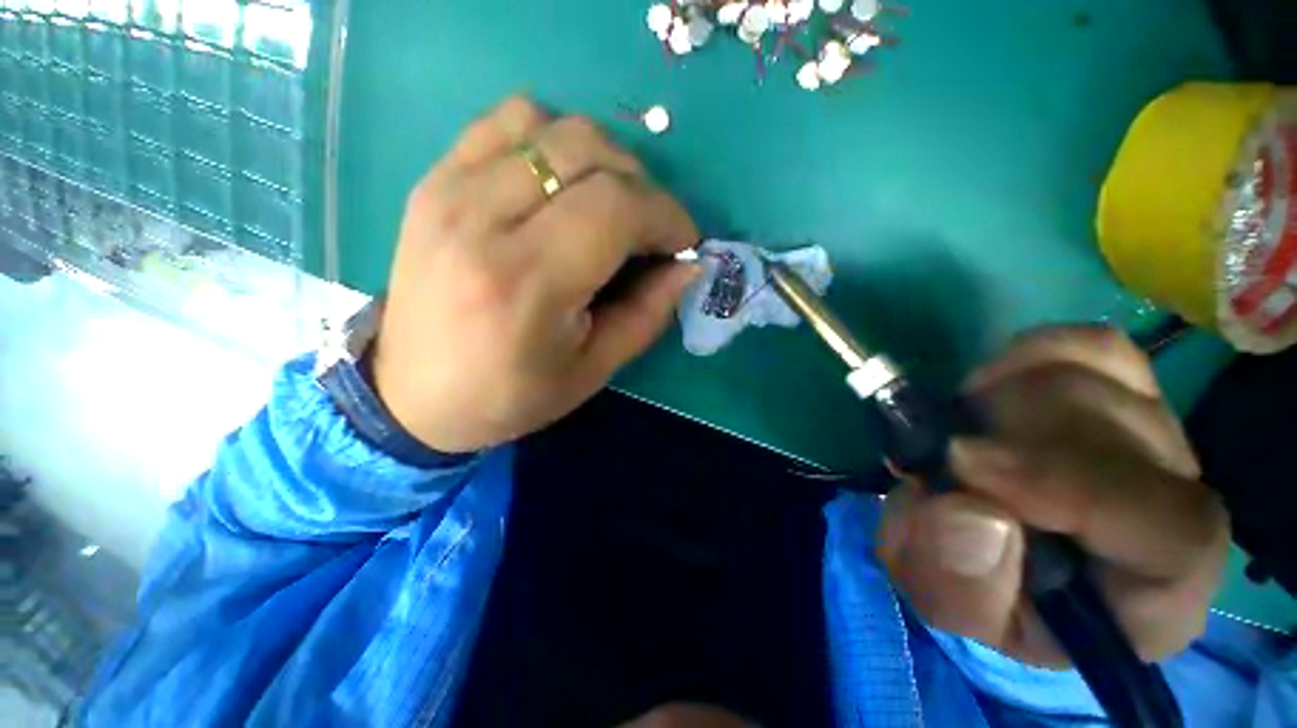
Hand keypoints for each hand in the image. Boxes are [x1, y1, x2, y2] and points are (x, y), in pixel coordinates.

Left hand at [372, 98, 699, 452]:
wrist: (411, 394)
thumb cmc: (509, 395)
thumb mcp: (592, 370)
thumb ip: (647, 313)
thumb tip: (688, 265)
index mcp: (526, 281)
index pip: (617, 208)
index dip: (666, 216)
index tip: (684, 241)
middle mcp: (483, 219)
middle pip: (588, 152)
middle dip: (642, 186)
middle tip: (650, 229)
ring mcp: (449, 189)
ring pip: (550, 125)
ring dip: (601, 159)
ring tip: (609, 204)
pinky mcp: (434, 181)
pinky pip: (506, 123)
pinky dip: (551, 140)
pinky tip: (559, 183)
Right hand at [877, 326, 1228, 666]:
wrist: (1012, 553)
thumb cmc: (992, 591)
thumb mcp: (958, 608)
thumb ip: (960, 585)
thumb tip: (969, 513)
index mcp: (1161, 588)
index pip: (1172, 529)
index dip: (1067, 486)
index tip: (963, 464)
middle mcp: (1179, 498)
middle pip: (1116, 426)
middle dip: (1006, 437)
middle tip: (942, 460)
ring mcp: (1155, 429)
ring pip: (1089, 376)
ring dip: (997, 403)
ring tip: (962, 439)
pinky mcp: (1120, 385)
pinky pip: (1079, 344)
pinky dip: (1020, 359)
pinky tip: (987, 394)